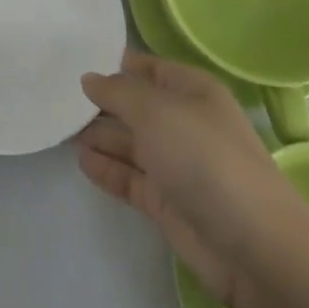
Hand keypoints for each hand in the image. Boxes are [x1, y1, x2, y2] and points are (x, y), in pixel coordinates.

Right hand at [78, 50, 300, 307]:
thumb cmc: (205, 159)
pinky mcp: (166, 202)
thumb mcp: (156, 112)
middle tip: (54, 96)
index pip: (146, 67)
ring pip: (129, 142)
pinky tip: (81, 160)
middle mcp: (183, 122)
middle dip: (99, 101)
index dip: (113, 63)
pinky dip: (106, 168)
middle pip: (134, 105)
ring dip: (98, 135)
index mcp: (191, 90)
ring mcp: (175, 164)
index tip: (71, 60)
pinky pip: (129, 177)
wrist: (254, 248)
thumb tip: (89, 79)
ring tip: (59, 127)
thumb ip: (117, 92)